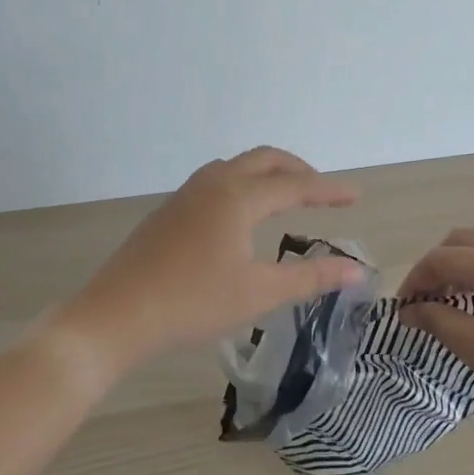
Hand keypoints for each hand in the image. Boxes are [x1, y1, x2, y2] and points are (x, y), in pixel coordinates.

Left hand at [51, 147, 364, 370]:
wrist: (116, 315)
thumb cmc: (193, 304)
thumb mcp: (259, 293)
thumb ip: (311, 278)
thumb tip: (357, 271)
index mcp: (238, 197)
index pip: (295, 185)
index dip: (328, 190)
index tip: (355, 195)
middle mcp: (213, 184)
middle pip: (264, 159)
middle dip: (297, 169)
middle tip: (320, 191)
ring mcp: (185, 195)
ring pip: (235, 166)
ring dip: (266, 172)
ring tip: (284, 196)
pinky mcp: (168, 211)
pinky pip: (214, 180)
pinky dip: (241, 183)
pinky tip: (239, 215)